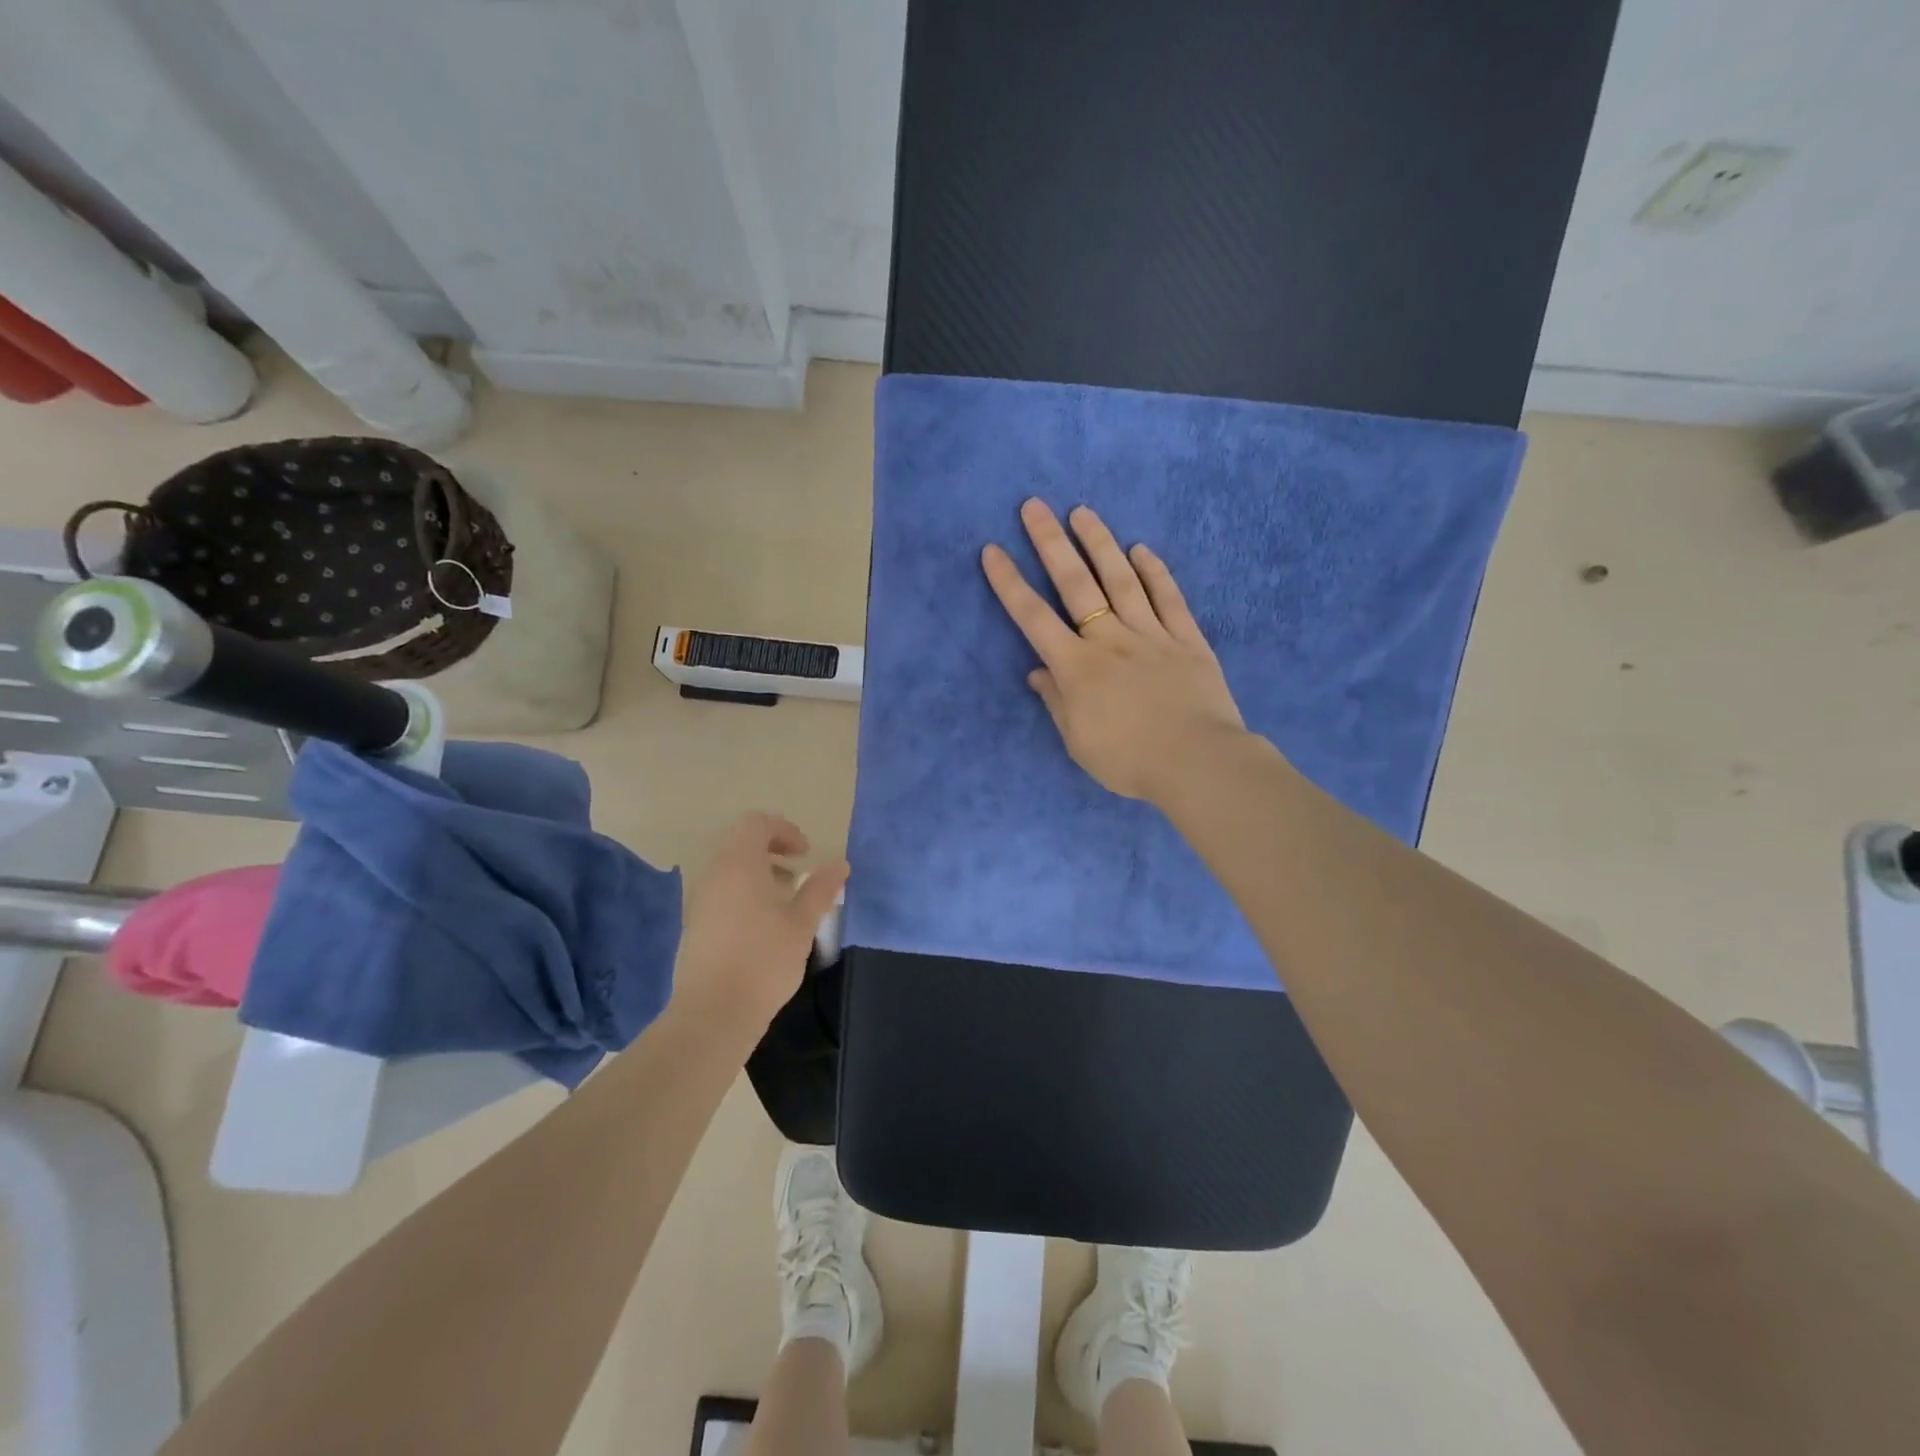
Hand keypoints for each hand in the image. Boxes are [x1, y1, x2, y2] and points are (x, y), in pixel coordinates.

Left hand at [673, 812, 848, 1034]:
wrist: (713, 1013)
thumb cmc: (764, 960)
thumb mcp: (802, 923)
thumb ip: (821, 889)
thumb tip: (840, 864)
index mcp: (739, 864)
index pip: (756, 823)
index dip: (784, 829)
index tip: (806, 853)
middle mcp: (714, 874)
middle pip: (740, 842)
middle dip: (772, 848)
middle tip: (798, 870)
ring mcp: (699, 899)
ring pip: (729, 867)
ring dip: (758, 871)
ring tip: (785, 898)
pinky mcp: (694, 923)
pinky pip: (720, 890)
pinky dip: (743, 891)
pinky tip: (763, 923)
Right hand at [982, 499, 1246, 803]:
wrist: (1197, 763)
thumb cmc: (1129, 761)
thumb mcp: (1078, 742)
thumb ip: (1057, 702)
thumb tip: (1038, 673)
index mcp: (1077, 667)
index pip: (1034, 618)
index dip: (1010, 583)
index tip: (993, 550)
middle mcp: (1110, 639)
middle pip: (1076, 584)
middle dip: (1051, 543)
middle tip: (1034, 506)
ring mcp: (1152, 634)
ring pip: (1122, 580)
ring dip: (1100, 543)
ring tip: (1082, 512)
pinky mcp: (1187, 640)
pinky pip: (1169, 598)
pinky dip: (1154, 572)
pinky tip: (1141, 549)